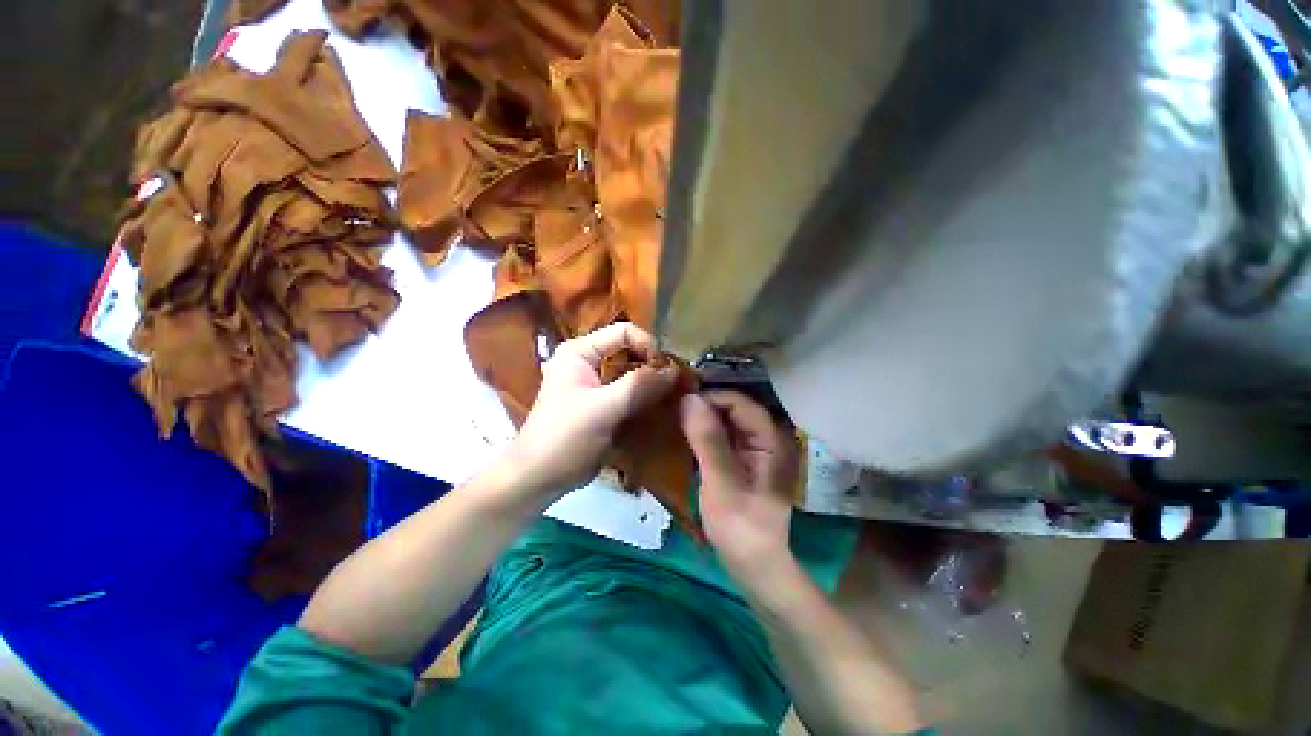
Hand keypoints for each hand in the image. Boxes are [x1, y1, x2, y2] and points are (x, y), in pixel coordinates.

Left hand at [508, 323, 676, 496]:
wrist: (540, 477)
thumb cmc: (565, 437)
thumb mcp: (603, 408)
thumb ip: (638, 386)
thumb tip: (674, 371)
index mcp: (579, 352)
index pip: (622, 332)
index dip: (647, 346)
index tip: (666, 370)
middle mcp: (587, 362)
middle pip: (629, 351)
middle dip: (653, 365)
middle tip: (676, 384)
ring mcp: (594, 384)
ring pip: (631, 373)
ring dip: (652, 383)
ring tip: (673, 396)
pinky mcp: (601, 404)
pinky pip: (628, 393)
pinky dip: (645, 398)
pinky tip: (661, 408)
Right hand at [680, 391, 797, 577]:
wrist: (755, 566)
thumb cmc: (741, 528)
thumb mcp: (721, 482)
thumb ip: (707, 440)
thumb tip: (688, 398)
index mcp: (769, 439)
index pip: (738, 402)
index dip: (709, 398)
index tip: (679, 404)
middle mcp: (765, 438)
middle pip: (733, 408)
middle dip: (703, 406)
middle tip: (672, 411)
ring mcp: (754, 449)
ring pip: (726, 421)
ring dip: (701, 419)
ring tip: (674, 419)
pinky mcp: (742, 460)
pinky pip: (722, 436)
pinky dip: (703, 433)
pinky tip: (684, 436)